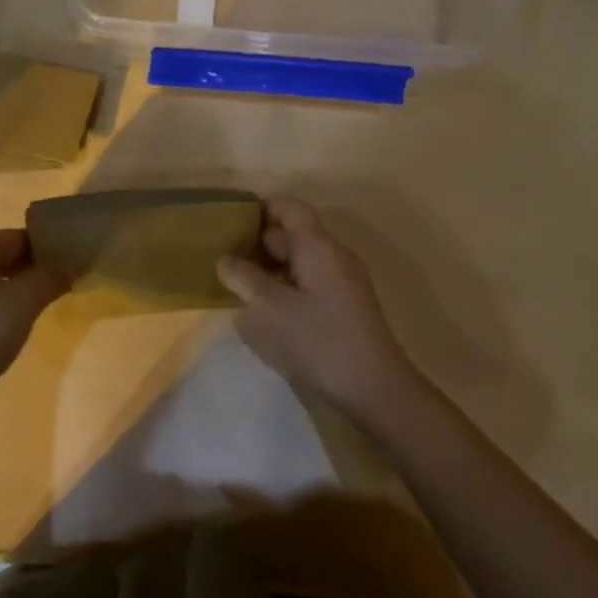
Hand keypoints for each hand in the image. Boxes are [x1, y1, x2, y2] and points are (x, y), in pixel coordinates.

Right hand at [217, 198, 420, 418]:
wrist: (373, 389)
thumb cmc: (317, 340)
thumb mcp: (268, 309)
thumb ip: (243, 278)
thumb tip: (226, 260)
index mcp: (318, 246)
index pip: (290, 208)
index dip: (261, 208)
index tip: (230, 219)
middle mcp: (334, 257)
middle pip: (295, 234)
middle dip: (259, 241)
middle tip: (224, 254)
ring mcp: (343, 283)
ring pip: (301, 261)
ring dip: (270, 267)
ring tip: (238, 282)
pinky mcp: (345, 308)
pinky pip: (309, 283)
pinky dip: (285, 286)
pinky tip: (264, 309)